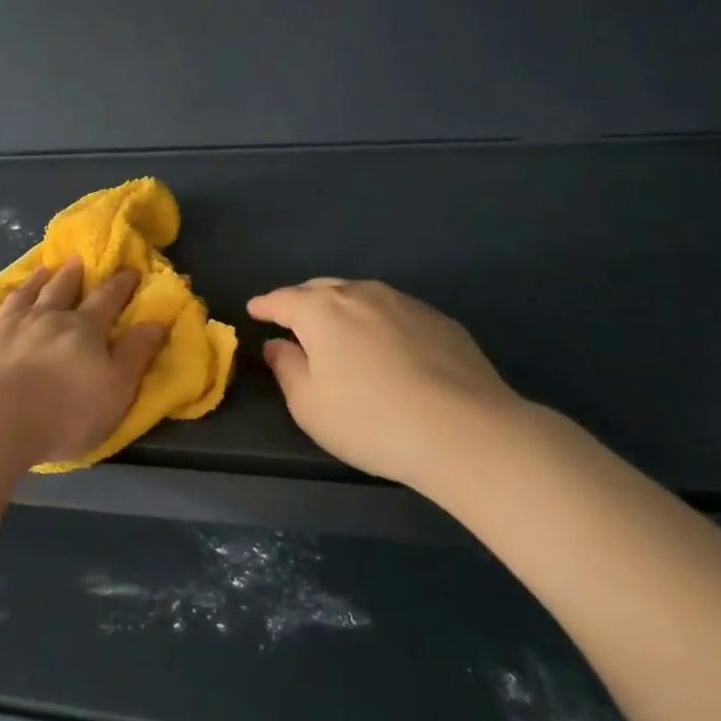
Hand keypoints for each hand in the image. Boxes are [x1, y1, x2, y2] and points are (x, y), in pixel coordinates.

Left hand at [0, 259, 167, 468]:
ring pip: (20, 297)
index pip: (106, 301)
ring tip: (40, 269)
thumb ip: (135, 354)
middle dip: (72, 275)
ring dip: (32, 281)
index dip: (120, 285)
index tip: (130, 270)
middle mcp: (42, 319)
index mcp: (81, 330)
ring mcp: (2, 327)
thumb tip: (157, 320)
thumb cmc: (64, 414)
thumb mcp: (116, 390)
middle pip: (60, 291)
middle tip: (78, 260)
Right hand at [246, 278, 531, 491]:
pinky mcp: (439, 320)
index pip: (283, 299)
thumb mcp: (310, 405)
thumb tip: (277, 345)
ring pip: (361, 295)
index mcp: (321, 311)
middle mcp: (361, 294)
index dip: (265, 305)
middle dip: (302, 301)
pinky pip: (395, 311)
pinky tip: (386, 344)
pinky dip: (378, 320)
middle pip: (322, 289)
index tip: (254, 310)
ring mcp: (405, 303)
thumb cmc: (371, 421)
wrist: (466, 431)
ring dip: (342, 306)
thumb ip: (287, 369)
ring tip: (339, 328)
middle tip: (292, 319)